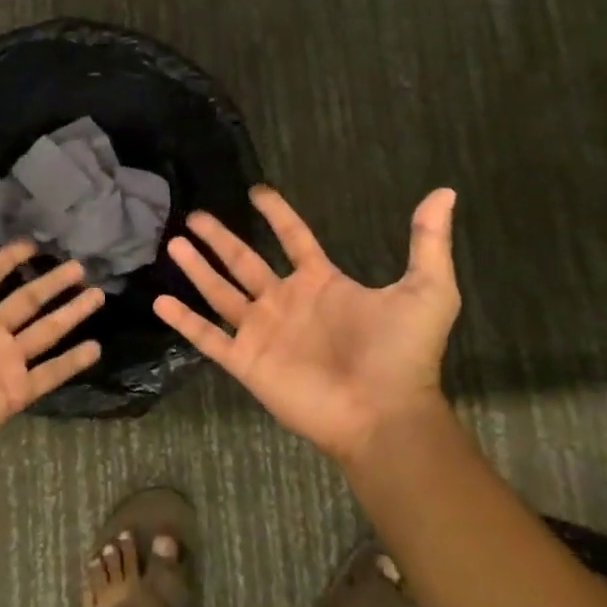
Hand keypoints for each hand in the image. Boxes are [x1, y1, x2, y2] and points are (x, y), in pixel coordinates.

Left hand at [0, 211, 103, 484]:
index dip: (8, 260)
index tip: (33, 243)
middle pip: (26, 300)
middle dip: (52, 282)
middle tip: (79, 264)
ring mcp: (1, 364)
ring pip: (45, 331)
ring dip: (71, 313)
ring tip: (97, 293)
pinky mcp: (13, 393)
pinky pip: (49, 373)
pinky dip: (72, 362)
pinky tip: (96, 347)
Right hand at [153, 186, 461, 466]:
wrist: (386, 414)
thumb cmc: (403, 353)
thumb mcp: (426, 291)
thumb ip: (428, 241)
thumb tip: (445, 192)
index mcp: (321, 283)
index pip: (293, 239)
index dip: (277, 214)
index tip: (257, 191)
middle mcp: (287, 302)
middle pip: (244, 261)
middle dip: (219, 238)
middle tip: (194, 215)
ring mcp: (264, 332)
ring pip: (221, 292)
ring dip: (197, 269)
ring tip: (172, 243)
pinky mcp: (248, 362)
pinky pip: (209, 337)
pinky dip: (184, 320)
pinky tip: (160, 301)